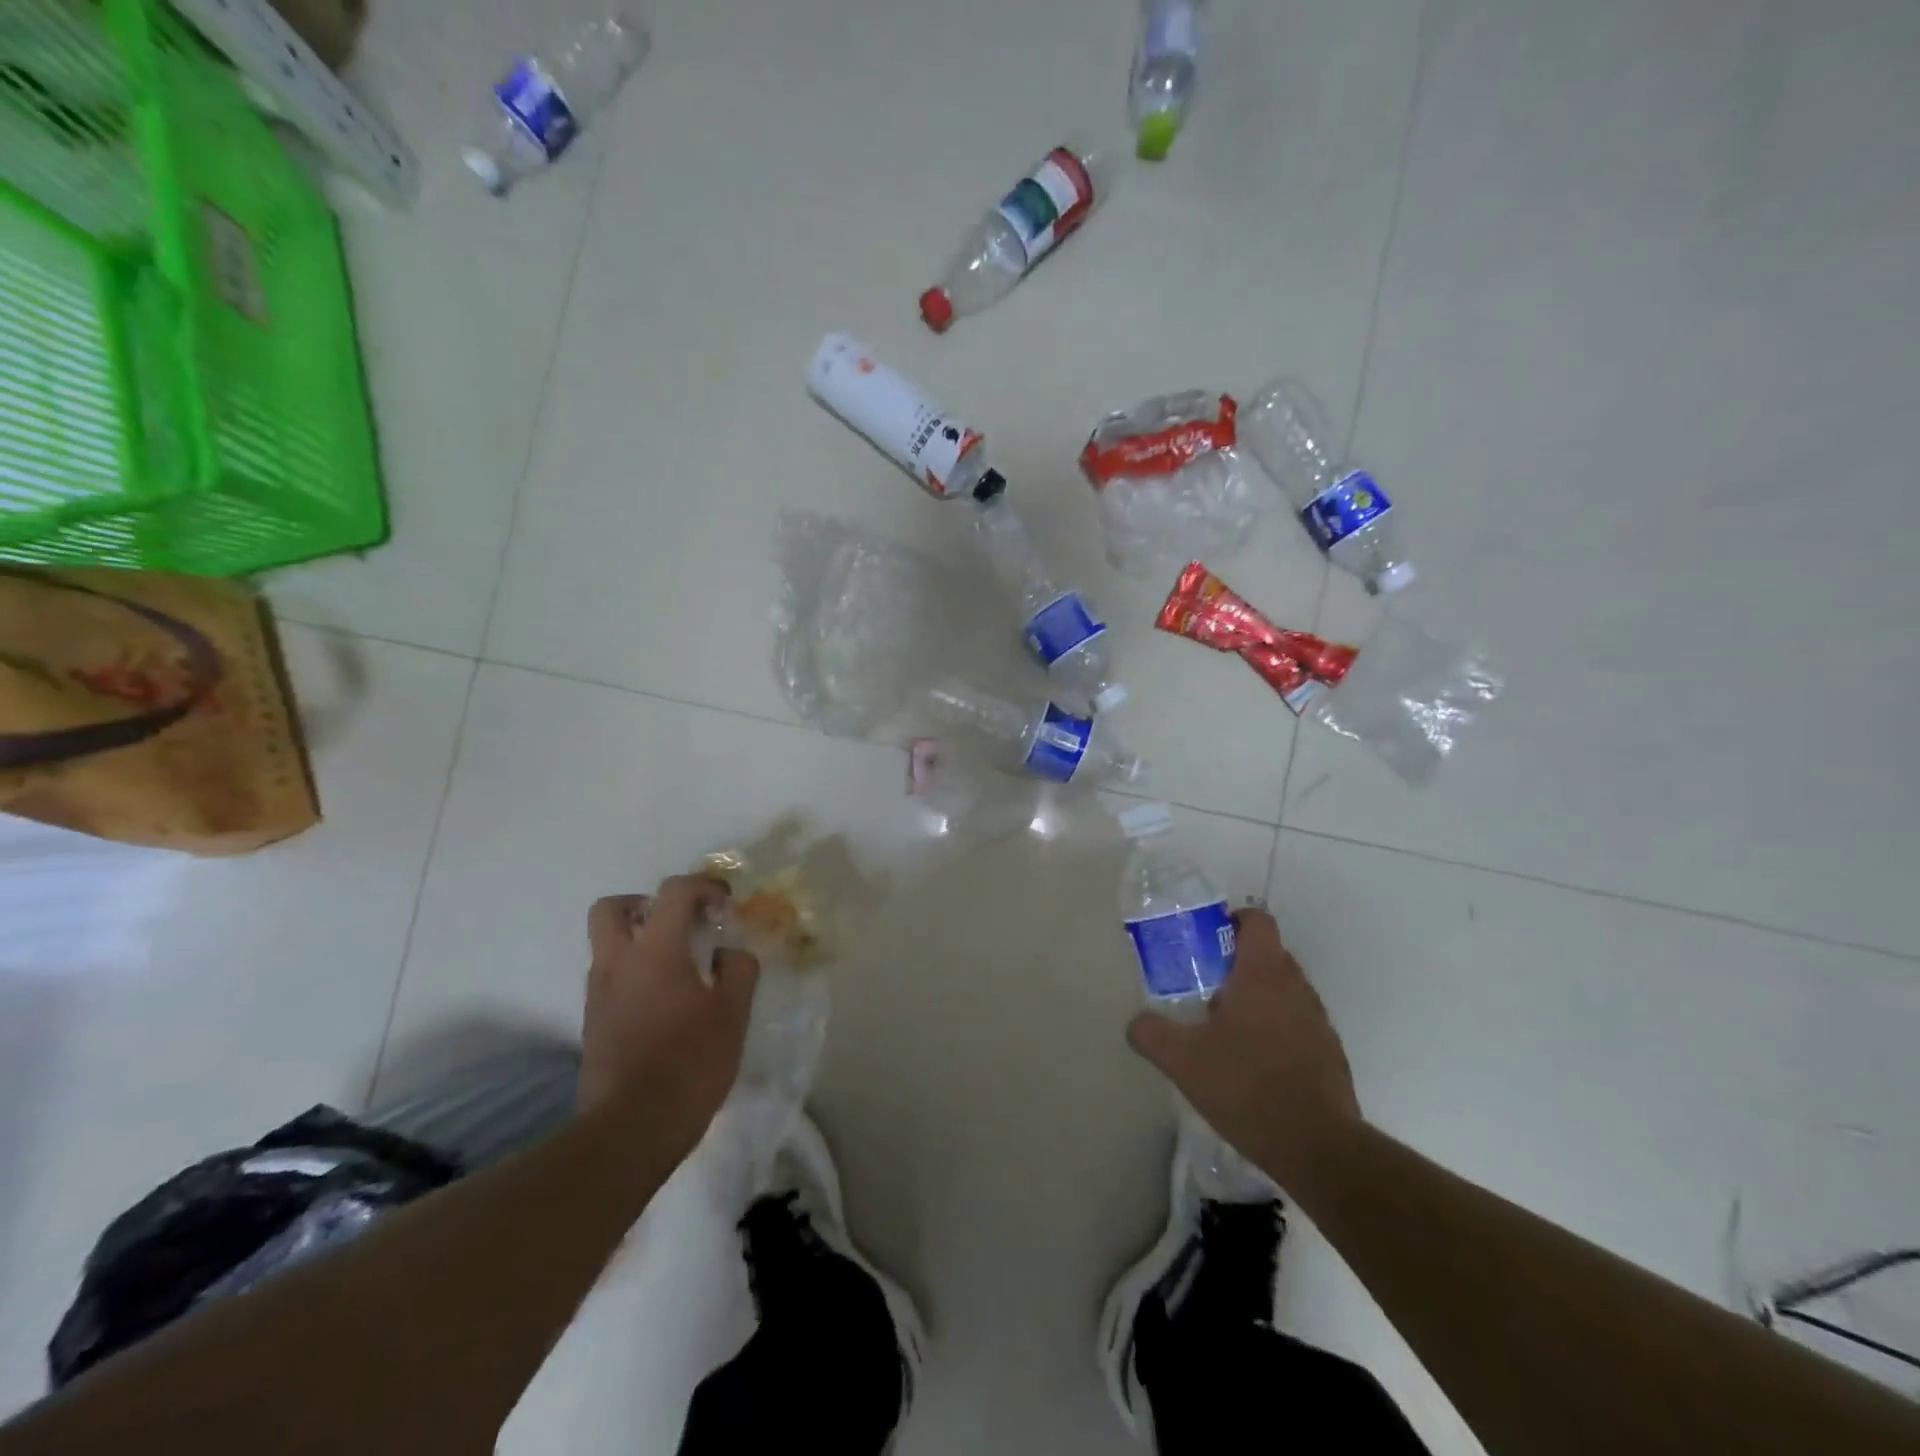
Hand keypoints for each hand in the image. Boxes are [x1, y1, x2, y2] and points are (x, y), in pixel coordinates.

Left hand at [579, 877, 760, 1142]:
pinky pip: (610, 979)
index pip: (673, 891)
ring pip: (607, 944)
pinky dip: (634, 974)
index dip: (703, 887)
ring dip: (639, 940)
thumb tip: (729, 953)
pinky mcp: (593, 1024)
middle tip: (678, 922)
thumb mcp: (733, 1012)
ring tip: (678, 966)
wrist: (632, 1129)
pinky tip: (665, 1002)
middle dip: (645, 903)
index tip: (725, 907)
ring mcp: (599, 994)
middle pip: (612, 908)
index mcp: (655, 950)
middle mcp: (618, 963)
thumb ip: (738, 970)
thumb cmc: (690, 1062)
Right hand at [1127, 908, 1361, 1188]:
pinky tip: (1253, 1063)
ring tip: (1225, 1028)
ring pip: (1284, 990)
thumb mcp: (1182, 1060)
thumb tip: (1136, 1023)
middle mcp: (1296, 987)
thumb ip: (1151, 1033)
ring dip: (1257, 997)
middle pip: (1269, 954)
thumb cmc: (1247, 1086)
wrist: (1318, 1149)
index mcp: (1263, 974)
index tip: (1208, 940)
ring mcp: (1318, 1021)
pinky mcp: (1330, 1053)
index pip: (1258, 920)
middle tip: (1204, 986)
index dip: (1233, 920)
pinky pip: (1298, 1023)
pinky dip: (1276, 1028)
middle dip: (1237, 963)